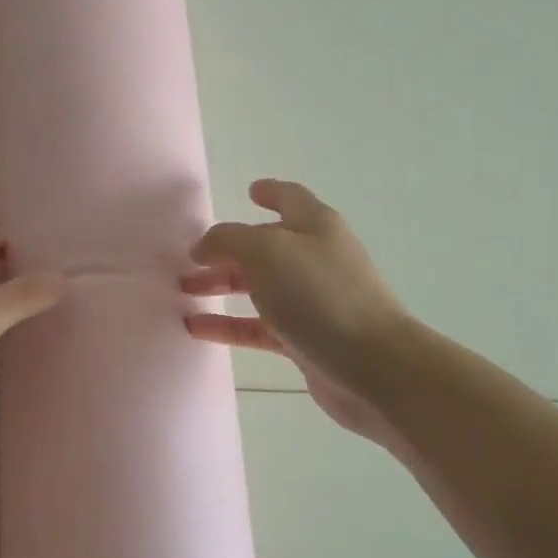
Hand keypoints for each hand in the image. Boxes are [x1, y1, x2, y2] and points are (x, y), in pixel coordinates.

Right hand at [181, 179, 412, 446]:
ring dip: (222, 286)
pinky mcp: (305, 339)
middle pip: (265, 247)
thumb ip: (228, 240)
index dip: (270, 192)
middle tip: (189, 259)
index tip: (249, 191)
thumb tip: (205, 246)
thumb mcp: (267, 251)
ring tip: (184, 291)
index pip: (290, 198)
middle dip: (227, 250)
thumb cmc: (320, 295)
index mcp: (315, 226)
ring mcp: (312, 301)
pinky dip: (228, 325)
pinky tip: (196, 328)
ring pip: (259, 287)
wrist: (373, 366)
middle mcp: (315, 259)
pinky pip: (258, 327)